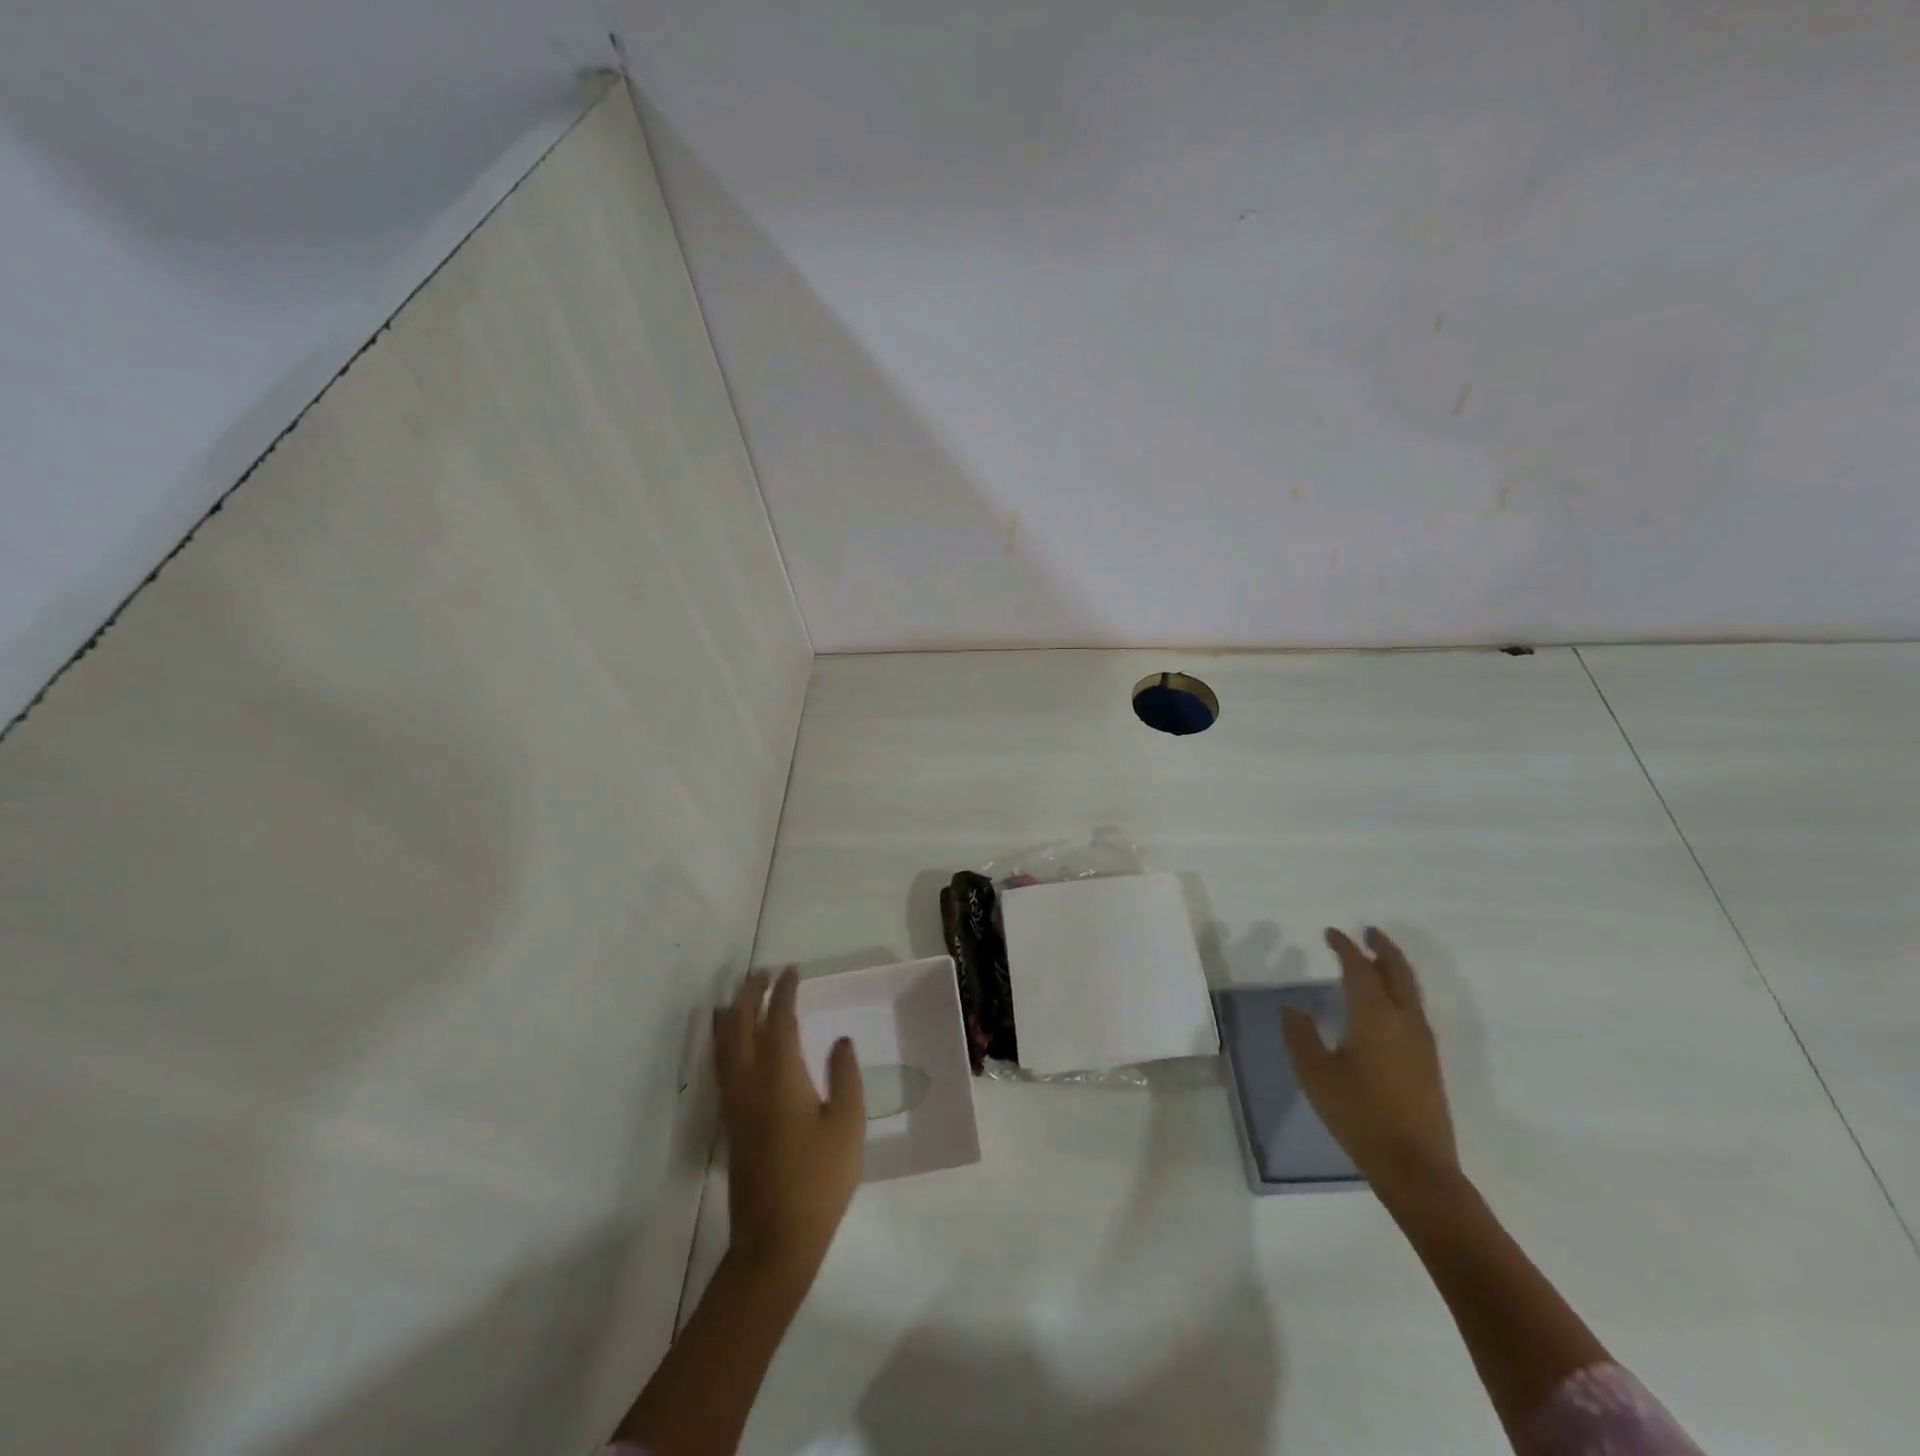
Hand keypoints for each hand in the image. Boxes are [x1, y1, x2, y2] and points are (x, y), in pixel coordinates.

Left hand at [714, 968, 864, 1286]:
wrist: (775, 1240)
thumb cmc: (820, 1179)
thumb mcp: (847, 1125)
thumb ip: (844, 1076)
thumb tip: (840, 1041)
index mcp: (780, 1076)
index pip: (778, 1020)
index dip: (783, 992)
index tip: (791, 971)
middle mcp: (749, 1083)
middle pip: (741, 1026)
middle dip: (750, 995)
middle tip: (763, 974)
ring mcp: (735, 1105)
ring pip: (724, 1047)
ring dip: (732, 1016)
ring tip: (739, 998)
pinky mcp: (730, 1124)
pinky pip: (721, 1067)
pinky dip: (723, 1043)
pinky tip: (730, 1046)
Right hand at [1282, 927, 1458, 1194]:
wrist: (1416, 1167)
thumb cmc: (1359, 1115)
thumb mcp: (1315, 1075)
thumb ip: (1301, 1036)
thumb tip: (1293, 1010)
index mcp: (1374, 1016)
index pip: (1359, 969)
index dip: (1345, 947)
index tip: (1330, 934)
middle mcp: (1403, 1021)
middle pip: (1398, 972)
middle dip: (1383, 948)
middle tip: (1368, 932)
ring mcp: (1422, 1042)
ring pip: (1411, 990)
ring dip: (1394, 968)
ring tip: (1377, 960)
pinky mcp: (1429, 1061)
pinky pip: (1414, 1009)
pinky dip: (1400, 991)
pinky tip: (1387, 1003)